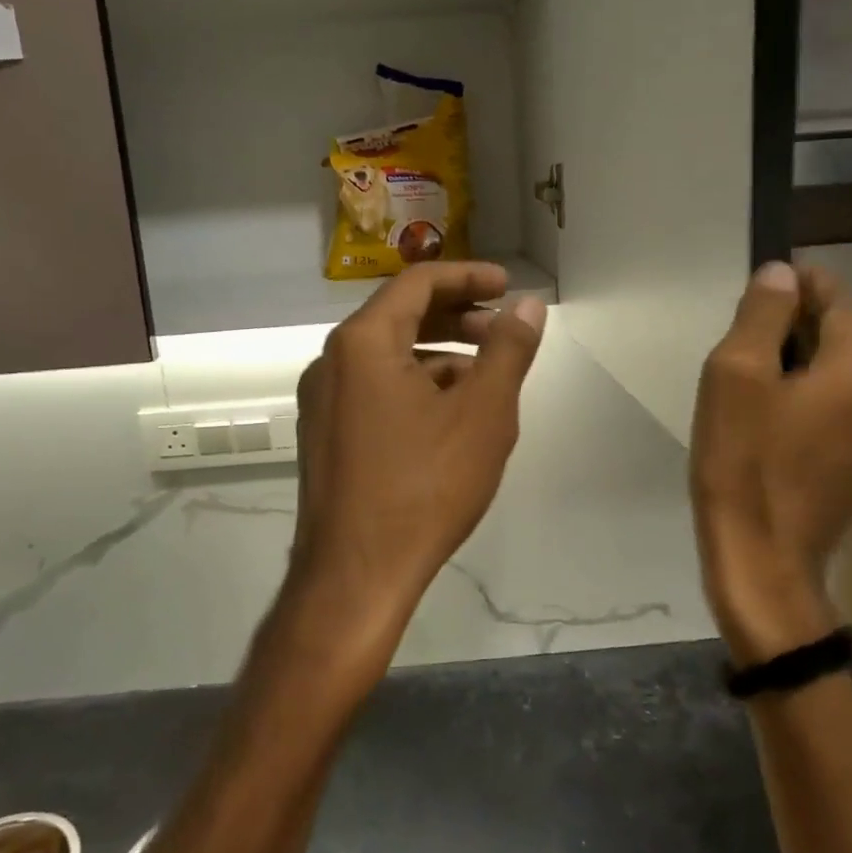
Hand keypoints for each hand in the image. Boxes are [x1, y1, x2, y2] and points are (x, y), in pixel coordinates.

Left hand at [282, 262, 546, 664]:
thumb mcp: (482, 414)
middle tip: (502, 330)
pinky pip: (374, 390)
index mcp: (362, 342)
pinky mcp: (325, 435)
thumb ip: (508, 351)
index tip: (507, 286)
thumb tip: (529, 306)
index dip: (468, 276)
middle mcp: (331, 361)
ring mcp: (322, 401)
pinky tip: (449, 416)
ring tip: (486, 377)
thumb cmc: (423, 487)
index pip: (418, 282)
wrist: (354, 576)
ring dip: (439, 354)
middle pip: (399, 316)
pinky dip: (415, 386)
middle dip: (456, 316)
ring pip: (387, 356)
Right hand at [691, 262, 851, 663]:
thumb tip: (781, 274)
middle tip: (749, 333)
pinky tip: (772, 427)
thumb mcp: (736, 375)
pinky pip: (838, 422)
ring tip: (756, 383)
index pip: (844, 303)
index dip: (810, 283)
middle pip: (846, 344)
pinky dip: (810, 407)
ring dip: (806, 369)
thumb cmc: (742, 459)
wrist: (760, 559)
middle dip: (802, 327)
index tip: (772, 280)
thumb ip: (762, 316)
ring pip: (842, 385)